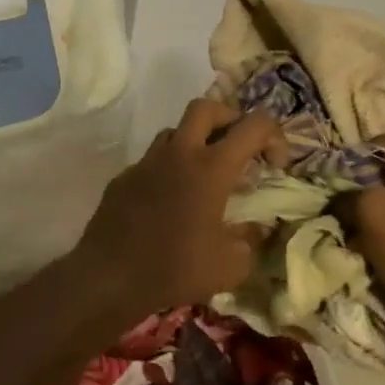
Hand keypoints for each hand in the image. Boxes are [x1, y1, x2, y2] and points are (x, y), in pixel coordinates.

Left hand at [69, 100, 287, 320]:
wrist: (109, 277)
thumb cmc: (176, 268)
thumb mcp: (232, 265)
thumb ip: (251, 239)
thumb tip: (255, 229)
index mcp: (212, 167)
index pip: (255, 125)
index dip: (275, 137)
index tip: (275, 167)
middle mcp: (179, 153)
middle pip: (207, 107)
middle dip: (230, 119)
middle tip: (239, 149)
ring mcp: (146, 162)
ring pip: (175, 131)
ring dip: (196, 143)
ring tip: (205, 176)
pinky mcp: (124, 178)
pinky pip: (152, 161)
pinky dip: (168, 170)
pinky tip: (170, 202)